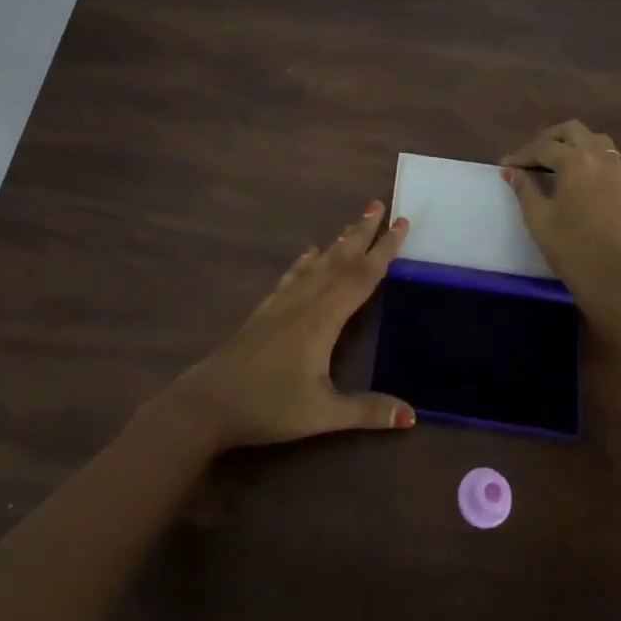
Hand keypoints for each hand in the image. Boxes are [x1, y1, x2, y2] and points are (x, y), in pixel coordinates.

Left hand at [168, 202, 416, 450]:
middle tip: (379, 205)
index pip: (361, 276)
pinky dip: (305, 261)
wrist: (208, 403)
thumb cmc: (268, 406)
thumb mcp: (322, 414)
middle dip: (362, 232)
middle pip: (339, 259)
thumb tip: (412, 416)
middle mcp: (305, 301)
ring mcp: (282, 303)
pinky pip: (292, 275)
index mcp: (323, 318)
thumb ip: (367, 411)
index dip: (384, 249)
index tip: (402, 223)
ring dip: (338, 241)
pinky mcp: (266, 310)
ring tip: (354, 222)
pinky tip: (309, 253)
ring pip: (317, 263)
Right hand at [501, 120, 620, 306]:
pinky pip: (609, 158)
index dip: (522, 155)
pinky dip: (591, 157)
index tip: (505, 165)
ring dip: (573, 144)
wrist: (614, 281)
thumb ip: (524, 188)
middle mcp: (602, 158)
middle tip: (530, 157)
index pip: (544, 147)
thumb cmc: (571, 248)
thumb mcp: (539, 218)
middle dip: (549, 139)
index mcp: (578, 162)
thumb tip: (511, 170)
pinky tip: (578, 177)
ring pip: (596, 140)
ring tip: (555, 163)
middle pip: (573, 131)